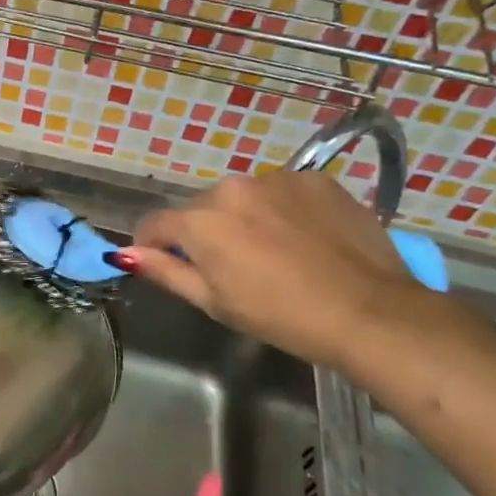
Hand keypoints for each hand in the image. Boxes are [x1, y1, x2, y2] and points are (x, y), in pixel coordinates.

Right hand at [117, 170, 425, 368]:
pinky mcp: (315, 179)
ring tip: (274, 251)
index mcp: (201, 221)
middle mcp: (232, 187)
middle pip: (201, 209)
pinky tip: (304, 238)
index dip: (152, 245)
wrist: (370, 311)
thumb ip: (166, 271)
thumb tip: (126, 253)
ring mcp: (277, 179)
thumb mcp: (215, 303)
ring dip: (244, 218)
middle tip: (232, 267)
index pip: (155, 223)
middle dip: (205, 232)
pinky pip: (281, 191)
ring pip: (242, 197)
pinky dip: (282, 210)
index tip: (166, 263)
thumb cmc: (282, 316)